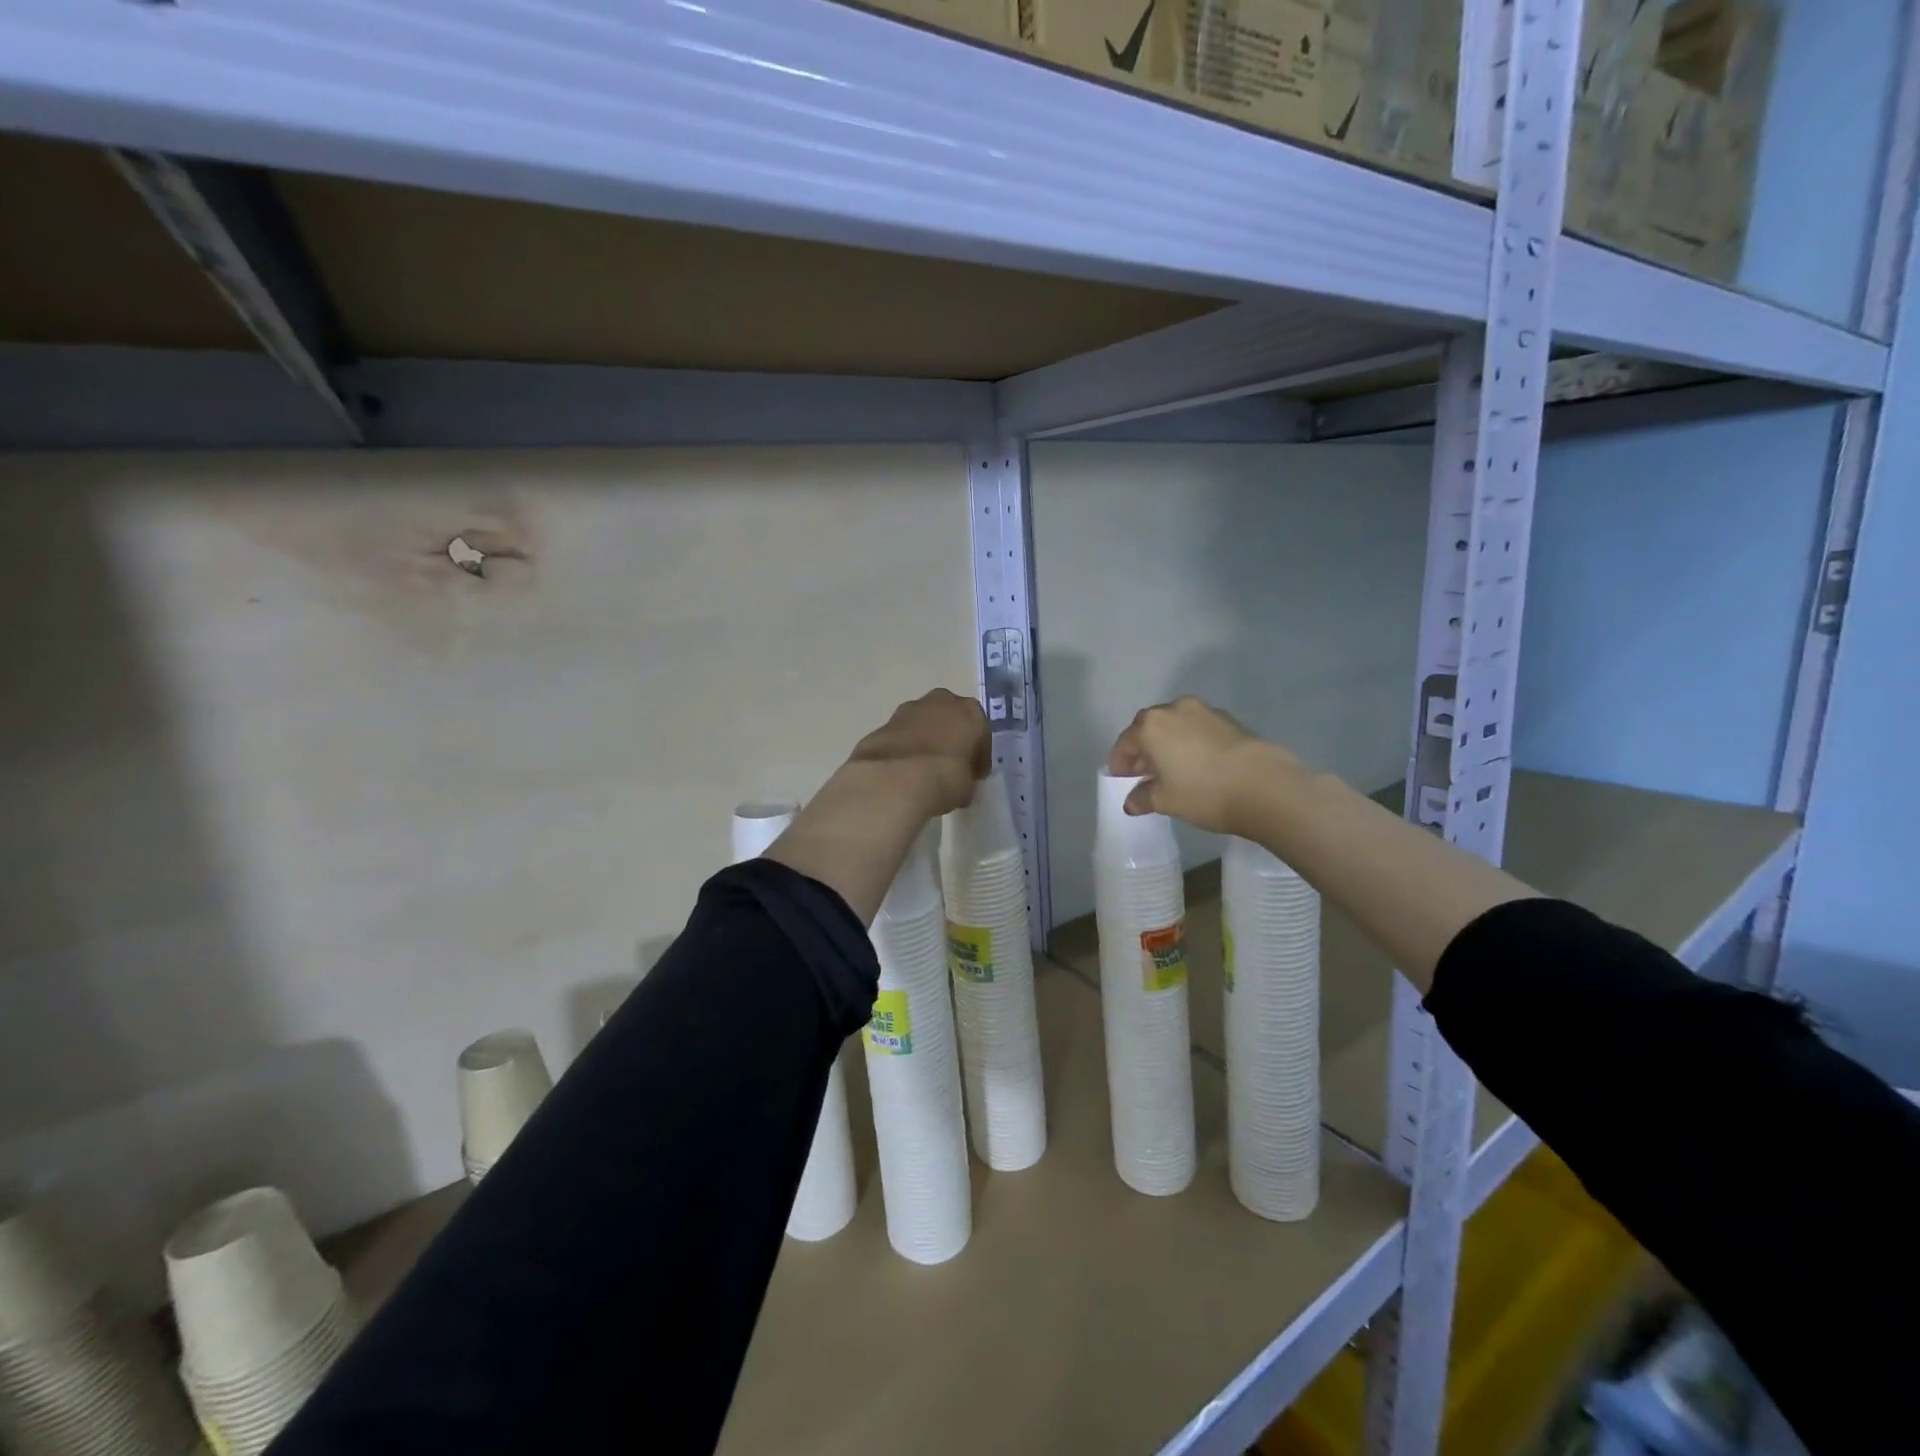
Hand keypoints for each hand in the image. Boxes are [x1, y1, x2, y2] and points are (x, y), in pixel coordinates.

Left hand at [846, 689, 991, 817]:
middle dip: (951, 737)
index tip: (974, 775)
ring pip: (924, 722)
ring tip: (924, 768)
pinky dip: (906, 746)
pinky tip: (903, 769)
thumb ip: (966, 778)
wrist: (897, 777)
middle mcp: (942, 702)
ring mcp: (910, 709)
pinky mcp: (885, 722)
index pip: (981, 733)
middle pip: (951, 718)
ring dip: (927, 739)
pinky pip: (903, 734)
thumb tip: (959, 784)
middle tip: (949, 765)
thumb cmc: (945, 778)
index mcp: (971, 713)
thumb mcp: (967, 787)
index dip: (978, 756)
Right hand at [1107, 696, 1298, 835]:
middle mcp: (1174, 709)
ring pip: (1175, 726)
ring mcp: (1204, 711)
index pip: (1125, 742)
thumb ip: (1143, 798)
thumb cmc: (1204, 792)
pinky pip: (1197, 728)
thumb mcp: (1166, 801)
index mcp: (1151, 726)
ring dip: (1167, 743)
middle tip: (1143, 773)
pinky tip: (1197, 763)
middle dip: (1142, 749)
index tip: (1121, 779)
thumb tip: (1132, 801)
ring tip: (1172, 769)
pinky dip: (1190, 742)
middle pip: (1149, 728)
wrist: (1265, 785)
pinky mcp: (1229, 719)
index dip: (1119, 763)